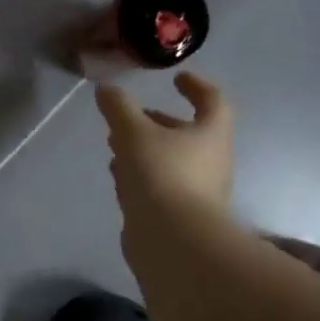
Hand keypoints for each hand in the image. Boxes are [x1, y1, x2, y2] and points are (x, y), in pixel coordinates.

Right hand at [95, 72, 234, 220]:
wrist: (174, 243)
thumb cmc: (161, 175)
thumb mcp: (134, 133)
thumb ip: (119, 108)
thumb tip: (106, 89)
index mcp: (210, 134)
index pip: (213, 101)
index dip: (196, 86)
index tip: (177, 78)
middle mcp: (211, 161)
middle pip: (189, 134)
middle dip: (158, 123)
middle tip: (132, 117)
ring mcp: (197, 192)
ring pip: (171, 162)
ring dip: (145, 151)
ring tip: (115, 146)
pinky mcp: (180, 217)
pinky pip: (160, 187)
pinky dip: (141, 177)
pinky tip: (119, 179)